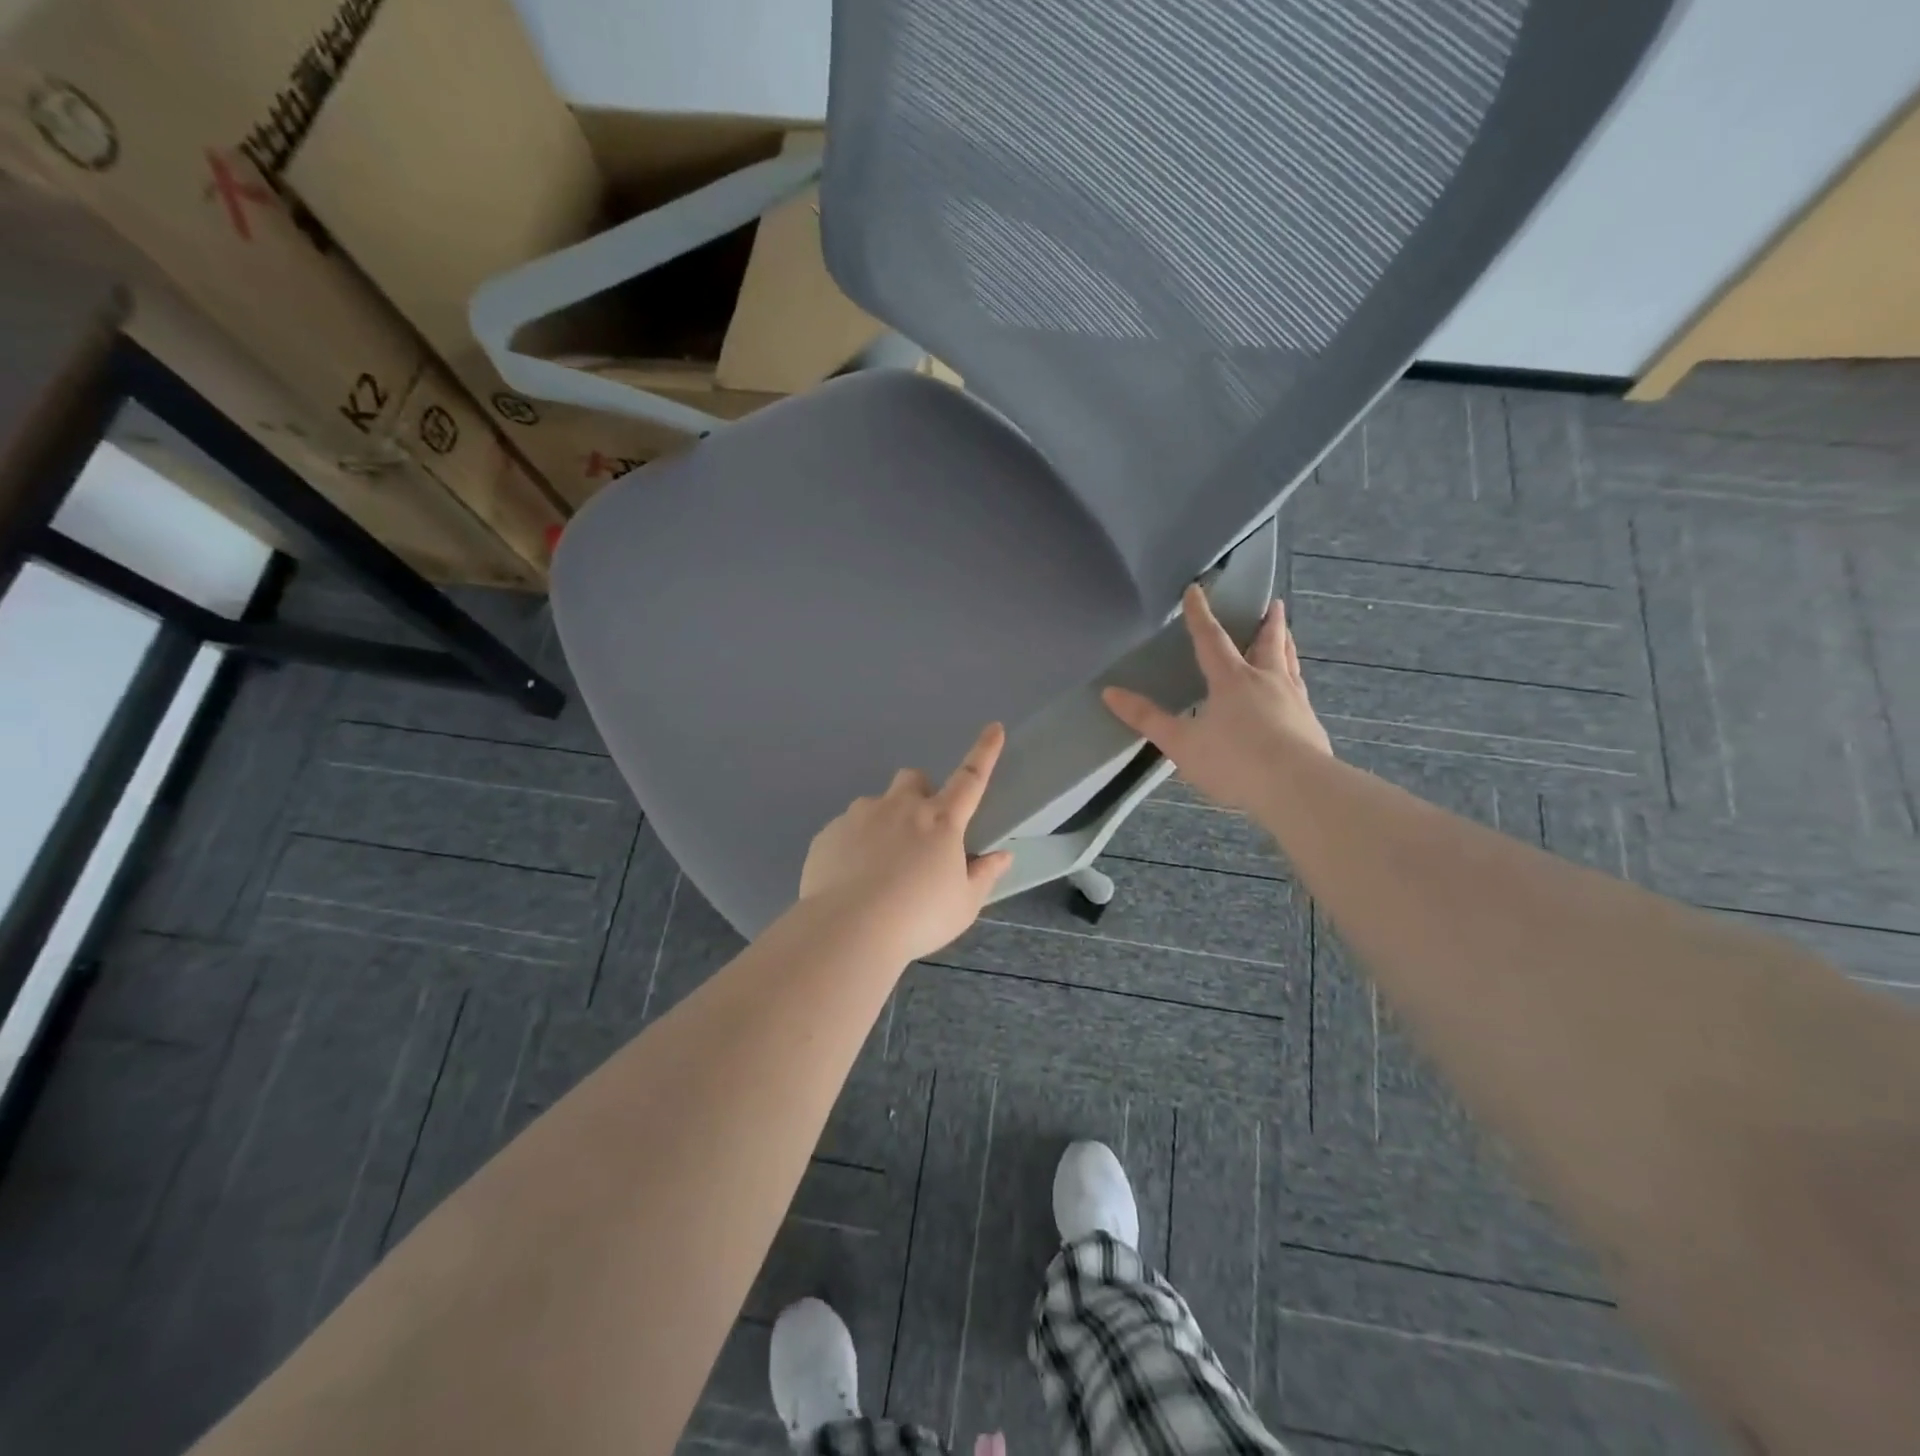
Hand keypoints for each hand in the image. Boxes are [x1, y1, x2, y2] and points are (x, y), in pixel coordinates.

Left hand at [798, 723, 1015, 959]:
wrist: (848, 930)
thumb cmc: (917, 918)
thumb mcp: (963, 905)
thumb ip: (984, 875)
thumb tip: (1002, 856)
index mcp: (941, 821)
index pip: (971, 778)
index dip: (985, 752)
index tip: (994, 728)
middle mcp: (901, 807)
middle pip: (913, 778)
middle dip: (919, 794)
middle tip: (919, 832)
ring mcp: (861, 816)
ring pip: (876, 804)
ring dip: (884, 822)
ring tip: (879, 865)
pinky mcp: (829, 832)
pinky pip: (846, 829)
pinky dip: (854, 845)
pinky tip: (852, 879)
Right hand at [1102, 586, 1331, 816]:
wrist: (1297, 788)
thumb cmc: (1234, 761)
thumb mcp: (1181, 743)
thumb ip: (1147, 718)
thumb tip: (1109, 692)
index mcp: (1232, 679)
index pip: (1210, 639)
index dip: (1200, 614)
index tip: (1196, 590)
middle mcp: (1266, 681)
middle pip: (1268, 643)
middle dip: (1267, 623)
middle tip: (1274, 603)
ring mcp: (1294, 700)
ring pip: (1290, 663)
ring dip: (1286, 645)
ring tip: (1287, 635)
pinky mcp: (1311, 724)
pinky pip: (1301, 692)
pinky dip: (1296, 681)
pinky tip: (1296, 692)